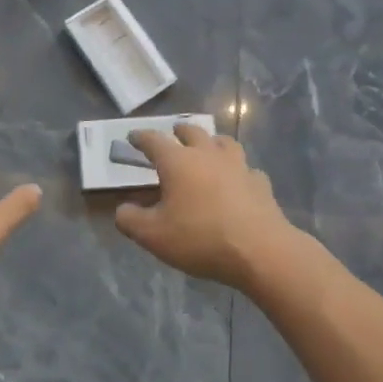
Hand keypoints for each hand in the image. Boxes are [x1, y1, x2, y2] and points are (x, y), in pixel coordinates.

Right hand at [114, 122, 300, 290]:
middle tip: (174, 134)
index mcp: (178, 161)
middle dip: (180, 131)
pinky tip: (238, 181)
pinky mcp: (259, 183)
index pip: (154, 140)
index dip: (141, 137)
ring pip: (223, 142)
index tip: (132, 136)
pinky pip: (247, 169)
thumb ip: (130, 220)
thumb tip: (122, 210)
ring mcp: (238, 166)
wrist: (260, 250)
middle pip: (192, 131)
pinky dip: (239, 171)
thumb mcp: (153, 236)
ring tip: (208, 148)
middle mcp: (207, 154)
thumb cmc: (200, 238)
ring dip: (212, 142)